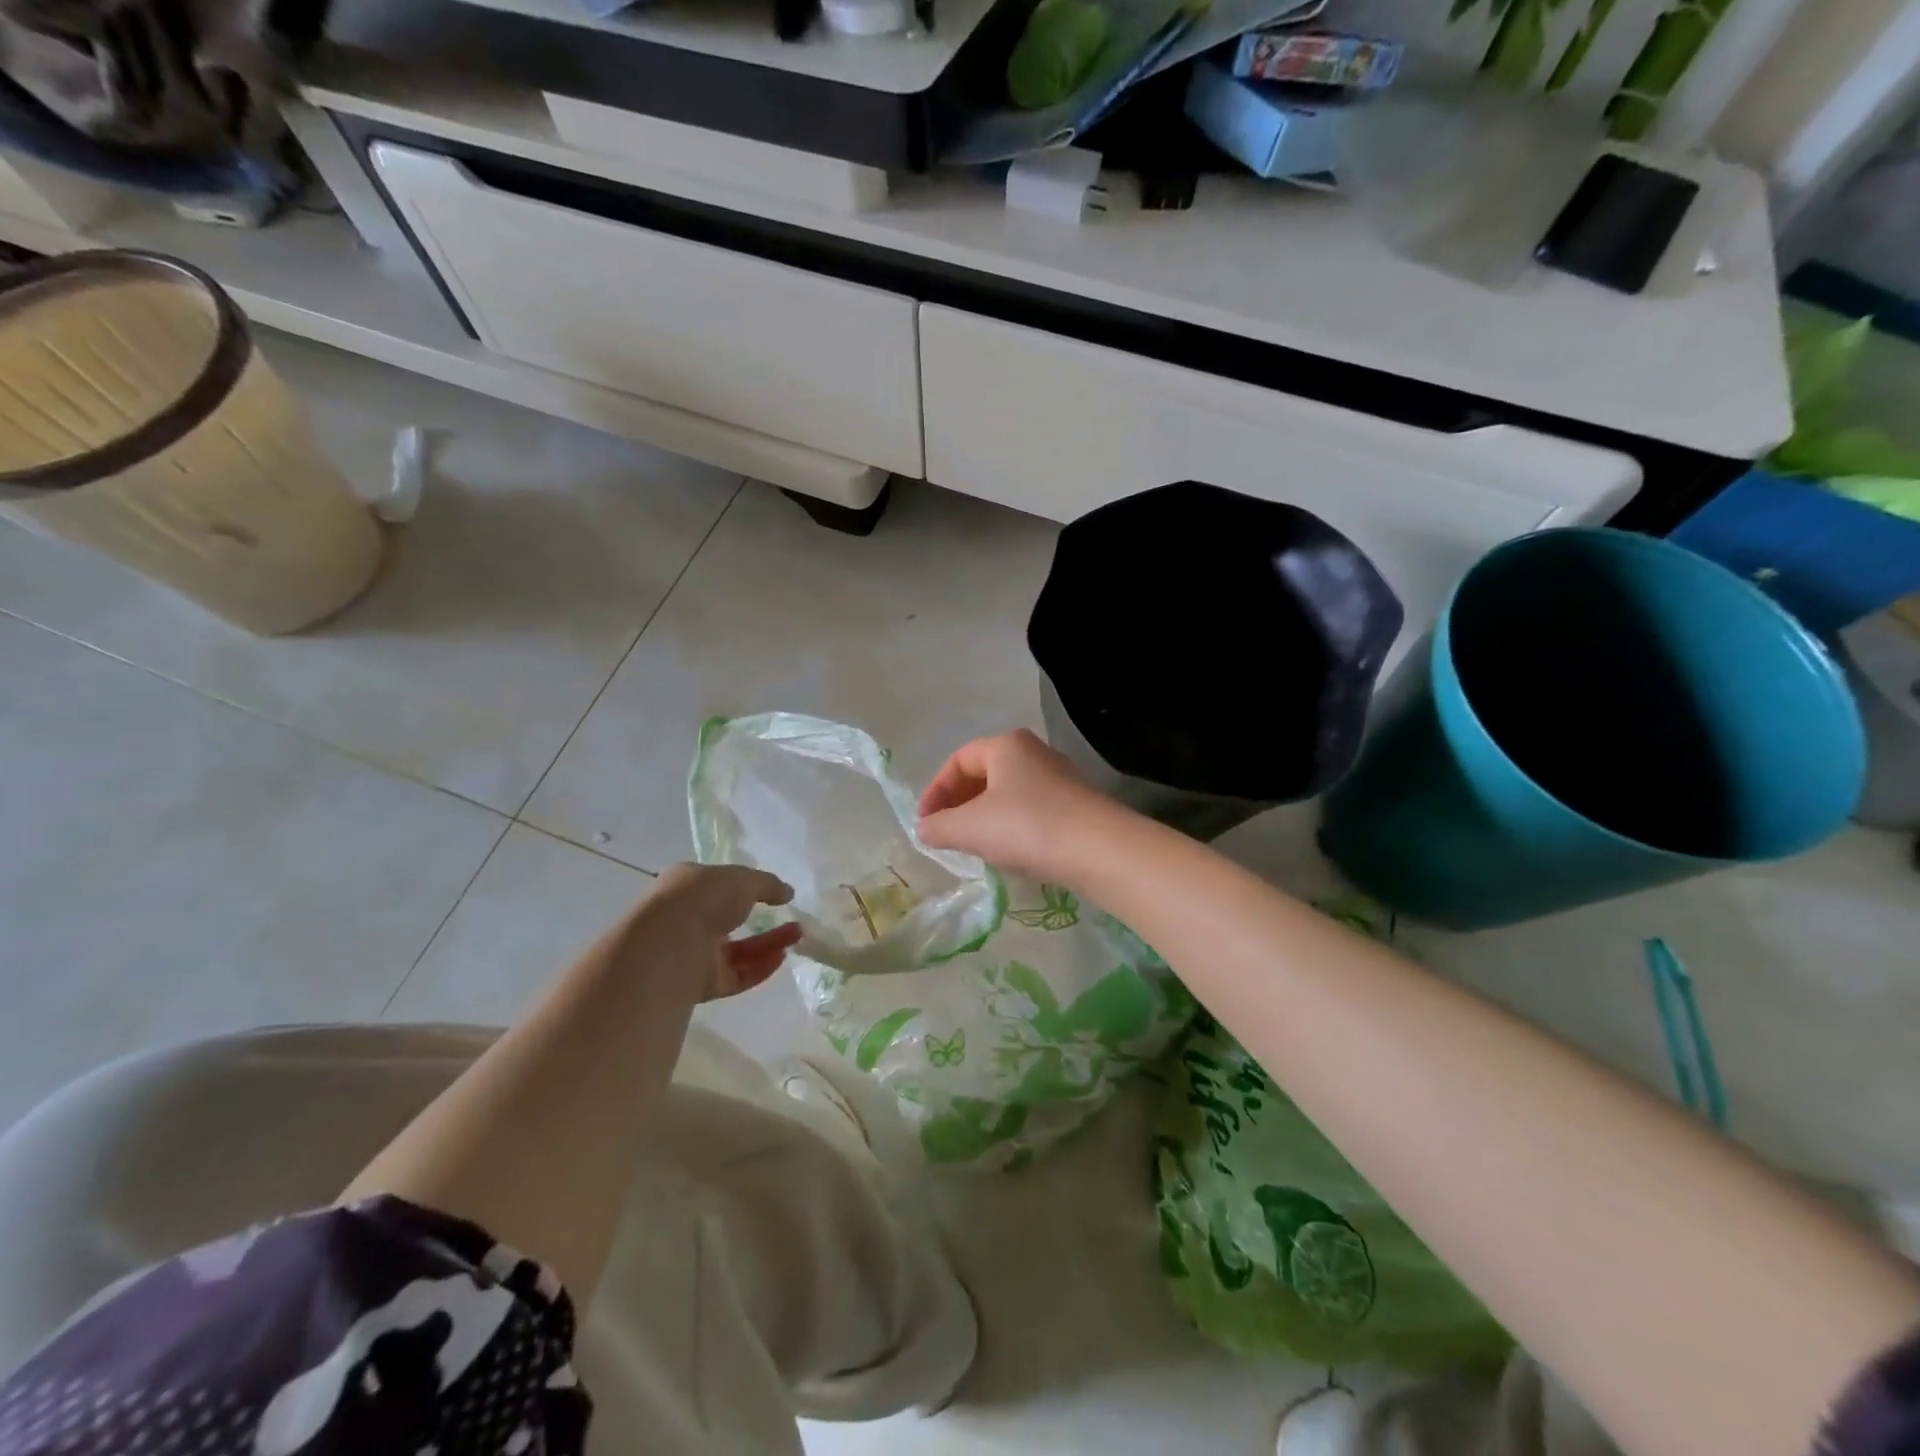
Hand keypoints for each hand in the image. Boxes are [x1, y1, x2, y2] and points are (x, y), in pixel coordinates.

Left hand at [642, 864, 801, 999]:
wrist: (669, 945)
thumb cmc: (703, 897)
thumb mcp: (742, 879)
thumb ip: (768, 884)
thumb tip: (788, 892)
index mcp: (687, 886)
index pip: (717, 886)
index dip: (744, 887)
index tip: (771, 893)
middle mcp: (686, 919)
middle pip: (731, 921)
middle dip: (764, 921)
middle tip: (794, 920)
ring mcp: (693, 954)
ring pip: (737, 951)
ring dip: (768, 943)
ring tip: (798, 936)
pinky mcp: (700, 984)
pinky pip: (736, 976)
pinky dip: (759, 968)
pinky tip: (781, 957)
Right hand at [917, 729, 1116, 882]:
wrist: (1099, 850)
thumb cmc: (1026, 826)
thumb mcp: (970, 828)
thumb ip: (939, 826)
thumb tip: (924, 829)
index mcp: (1005, 745)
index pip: (958, 760)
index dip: (935, 790)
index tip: (925, 822)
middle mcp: (1034, 752)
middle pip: (985, 774)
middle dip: (959, 803)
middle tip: (945, 833)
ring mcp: (1059, 778)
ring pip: (1009, 793)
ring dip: (985, 817)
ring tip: (974, 845)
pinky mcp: (1076, 805)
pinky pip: (1032, 810)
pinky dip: (1012, 826)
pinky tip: (1010, 852)